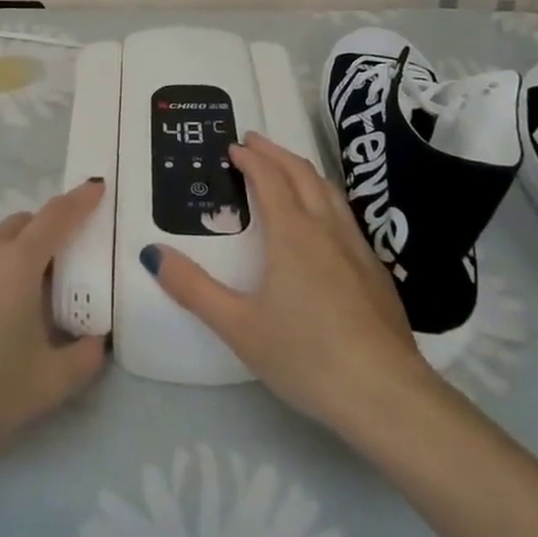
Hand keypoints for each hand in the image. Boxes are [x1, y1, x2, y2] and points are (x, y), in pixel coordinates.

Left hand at [0, 179, 106, 472]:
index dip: (81, 200)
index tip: (97, 187)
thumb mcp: (50, 385)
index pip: (57, 217)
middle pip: (25, 223)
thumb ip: (86, 358)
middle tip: (65, 267)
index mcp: (18, 263)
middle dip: (49, 231)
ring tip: (25, 297)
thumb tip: (97, 341)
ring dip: (18, 251)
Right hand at [144, 133, 433, 435]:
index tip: (234, 147)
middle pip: (301, 173)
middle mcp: (326, 228)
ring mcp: (357, 247)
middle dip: (275, 153)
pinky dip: (325, 197)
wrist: (386, 394)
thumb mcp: (239, 327)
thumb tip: (152, 253)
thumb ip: (194, 289)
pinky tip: (324, 221)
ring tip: (287, 168)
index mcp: (292, 233)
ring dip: (303, 170)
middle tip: (255, 142)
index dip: (251, 158)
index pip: (269, 178)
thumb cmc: (306, 356)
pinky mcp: (376, 271)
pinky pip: (345, 214)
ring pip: (328, 190)